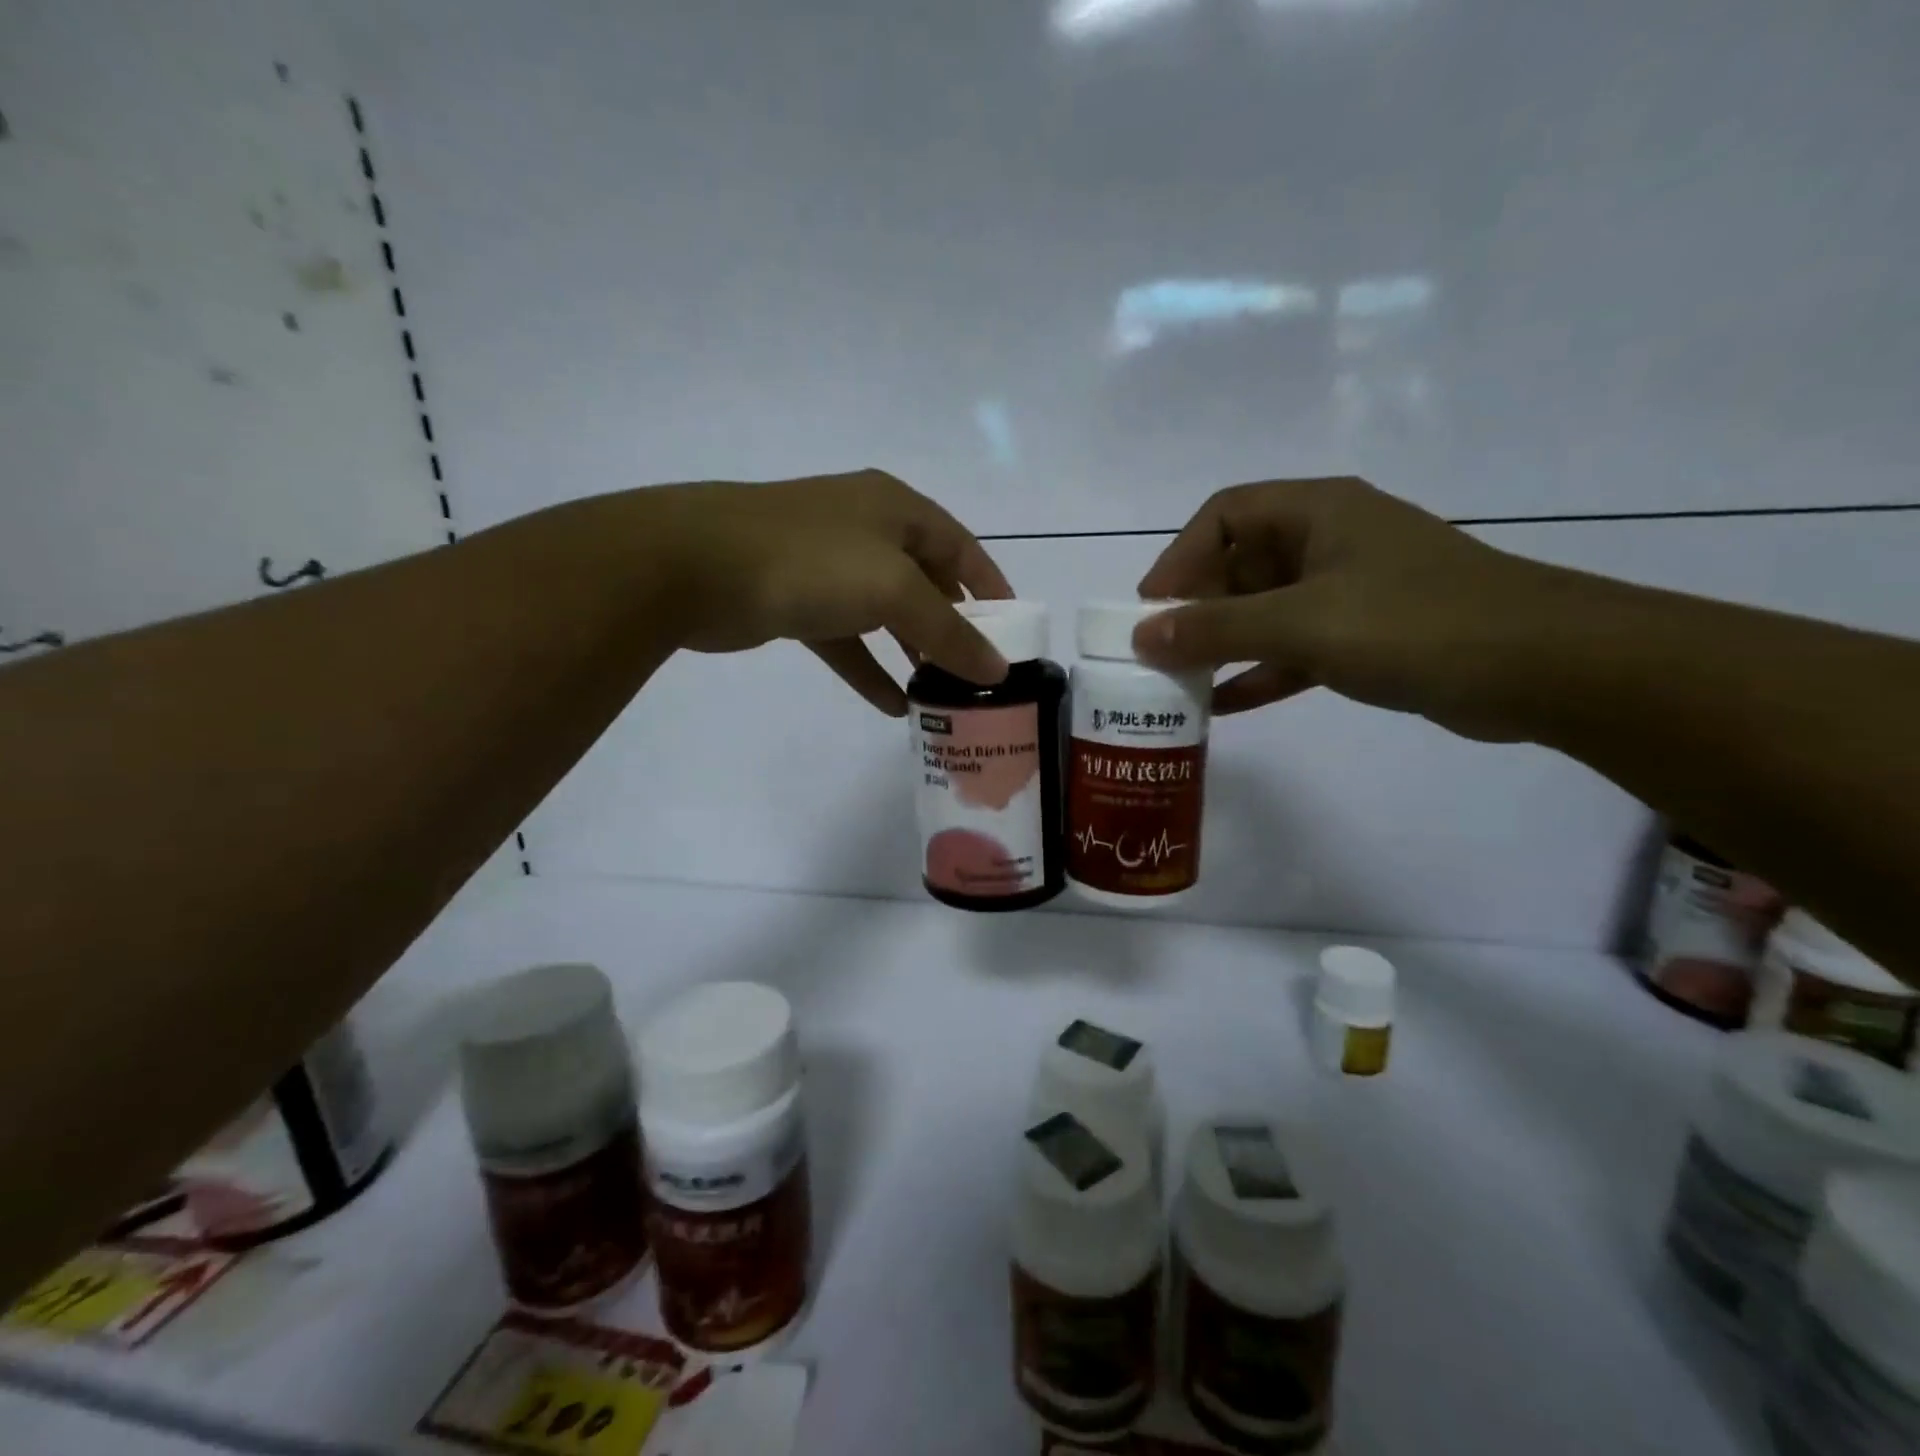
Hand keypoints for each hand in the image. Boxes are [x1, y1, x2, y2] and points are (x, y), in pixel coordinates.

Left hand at [646, 470, 1013, 715]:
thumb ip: (949, 632)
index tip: (1015, 630)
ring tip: (942, 693)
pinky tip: (892, 705)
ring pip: (885, 614)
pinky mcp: (796, 602)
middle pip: (925, 582)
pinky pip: (846, 640)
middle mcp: (865, 530)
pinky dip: (869, 669)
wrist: (694, 565)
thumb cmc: (811, 561)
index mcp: (896, 509)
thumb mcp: (894, 591)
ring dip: (912, 652)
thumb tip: (997, 670)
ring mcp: (827, 566)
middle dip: (952, 626)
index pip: (961, 548)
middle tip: (978, 670)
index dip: (991, 587)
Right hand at [1132, 477, 1553, 739]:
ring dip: (1223, 644)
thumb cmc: (1415, 623)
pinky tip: (1225, 706)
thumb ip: (1217, 629)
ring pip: (1265, 610)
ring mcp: (1350, 590)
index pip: (1224, 515)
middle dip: (1196, 608)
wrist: (1545, 668)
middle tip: (1159, 654)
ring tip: (1179, 682)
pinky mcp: (1367, 635)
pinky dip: (1260, 672)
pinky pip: (1294, 648)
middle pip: (1240, 564)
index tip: (1149, 608)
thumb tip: (1142, 636)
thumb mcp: (1302, 623)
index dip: (1179, 557)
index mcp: (1317, 512)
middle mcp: (1329, 541)